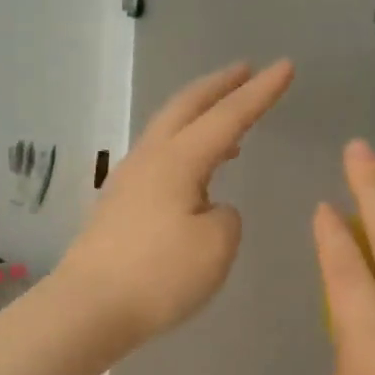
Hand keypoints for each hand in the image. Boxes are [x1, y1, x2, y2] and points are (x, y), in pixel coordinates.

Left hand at [61, 60, 294, 347]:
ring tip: (228, 122)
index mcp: (177, 160)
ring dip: (199, 116)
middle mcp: (149, 159)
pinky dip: (184, 147)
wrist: (88, 308)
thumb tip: (209, 208)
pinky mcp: (117, 206)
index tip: (285, 66)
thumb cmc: (158, 276)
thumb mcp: (216, 246)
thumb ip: (226, 216)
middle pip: (185, 107)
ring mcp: (127, 181)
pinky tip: (195, 174)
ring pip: (167, 131)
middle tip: (245, 69)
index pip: (227, 117)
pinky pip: (158, 159)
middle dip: (219, 86)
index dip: (259, 93)